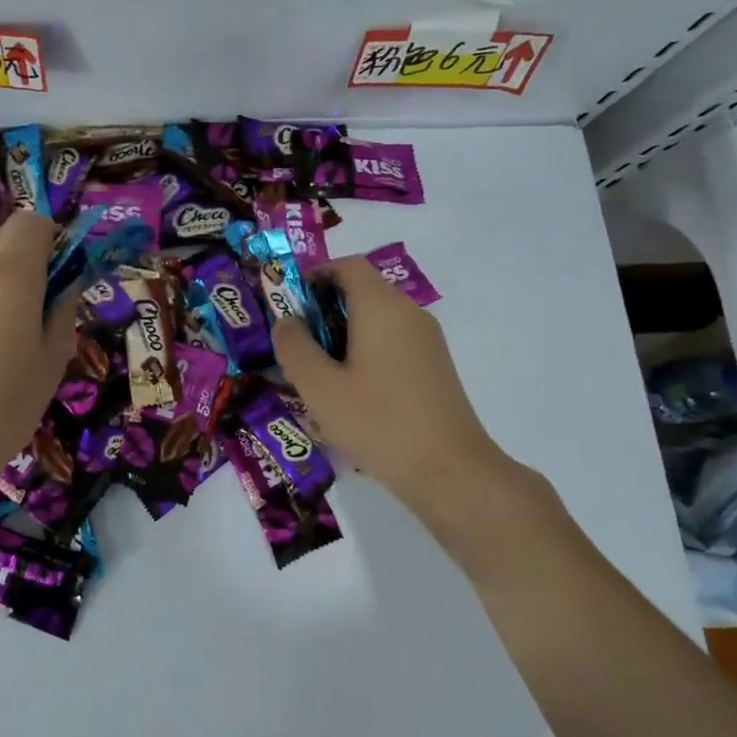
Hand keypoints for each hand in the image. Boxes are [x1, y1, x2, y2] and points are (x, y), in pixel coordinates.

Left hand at [0, 211, 78, 503]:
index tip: (62, 277)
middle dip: (27, 259)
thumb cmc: (3, 407)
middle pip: (3, 238)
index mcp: (12, 273)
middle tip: (40, 309)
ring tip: (7, 338)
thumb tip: (65, 288)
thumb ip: (62, 314)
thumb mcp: (52, 364)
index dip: (52, 239)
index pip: (32, 221)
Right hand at [272, 256, 522, 522]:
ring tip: (318, 376)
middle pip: (362, 291)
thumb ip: (294, 347)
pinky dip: (365, 353)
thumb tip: (286, 322)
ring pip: (376, 320)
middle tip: (297, 347)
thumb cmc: (377, 422)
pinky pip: (392, 343)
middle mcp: (409, 313)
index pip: (348, 265)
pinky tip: (351, 395)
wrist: (449, 471)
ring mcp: (427, 341)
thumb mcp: (319, 387)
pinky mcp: (434, 367)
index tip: (289, 305)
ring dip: (343, 336)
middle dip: (324, 311)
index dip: (315, 275)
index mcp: (381, 307)